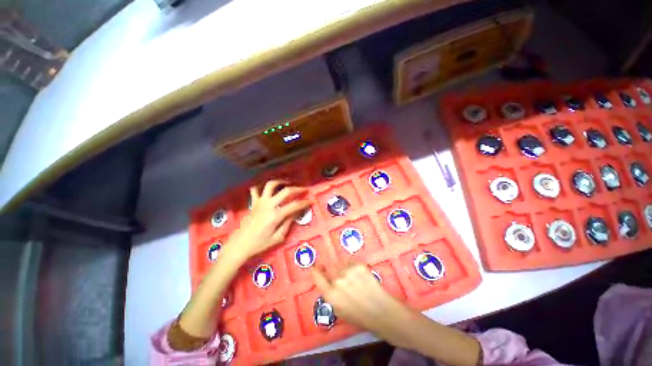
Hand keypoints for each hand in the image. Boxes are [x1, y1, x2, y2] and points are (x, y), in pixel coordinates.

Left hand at [226, 180, 309, 261]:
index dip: (305, 202)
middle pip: (286, 191)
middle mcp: (269, 205)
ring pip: (270, 185)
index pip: (295, 205)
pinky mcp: (253, 202)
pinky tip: (267, 189)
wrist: (240, 244)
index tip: (312, 201)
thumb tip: (296, 213)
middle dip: (298, 189)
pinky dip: (261, 186)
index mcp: (276, 215)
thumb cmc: (260, 243)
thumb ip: (288, 223)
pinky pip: (255, 190)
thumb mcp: (278, 238)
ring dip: (280, 182)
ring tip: (287, 183)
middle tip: (304, 189)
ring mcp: (260, 202)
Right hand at [312, 263, 415, 348]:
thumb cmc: (359, 315)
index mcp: (330, 295)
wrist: (381, 311)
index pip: (317, 276)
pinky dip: (351, 264)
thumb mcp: (339, 310)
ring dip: (341, 266)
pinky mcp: (358, 265)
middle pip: (328, 266)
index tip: (317, 267)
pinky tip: (356, 272)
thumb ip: (330, 294)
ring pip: (339, 262)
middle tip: (335, 269)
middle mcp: (337, 281)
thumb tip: (326, 281)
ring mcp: (348, 271)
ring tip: (349, 273)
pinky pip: (350, 260)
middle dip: (329, 267)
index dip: (316, 270)